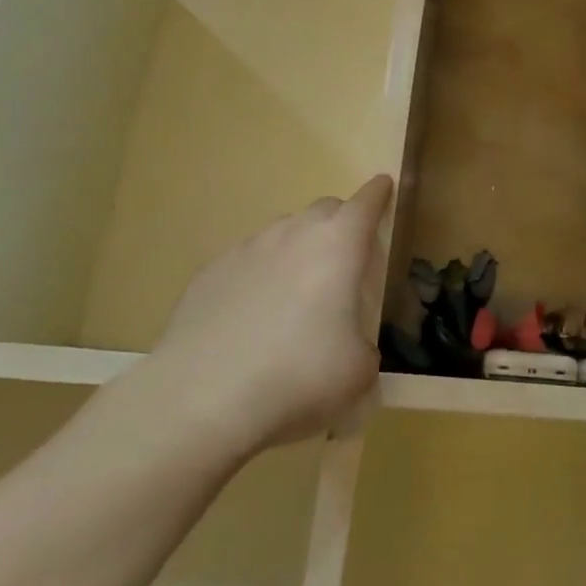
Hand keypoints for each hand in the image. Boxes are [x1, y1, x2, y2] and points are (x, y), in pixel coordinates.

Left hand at [138, 175, 391, 454]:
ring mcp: (246, 249)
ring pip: (282, 232)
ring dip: (297, 248)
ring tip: (296, 292)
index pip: (366, 202)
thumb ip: (364, 346)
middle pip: (323, 209)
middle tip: (345, 258)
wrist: (202, 398)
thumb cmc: (298, 375)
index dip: (378, 194)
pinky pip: (245, 261)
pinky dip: (258, 275)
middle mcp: (293, 233)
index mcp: (338, 245)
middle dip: (339, 223)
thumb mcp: (358, 370)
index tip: (384, 187)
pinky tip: (251, 315)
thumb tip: (351, 347)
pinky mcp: (208, 273)